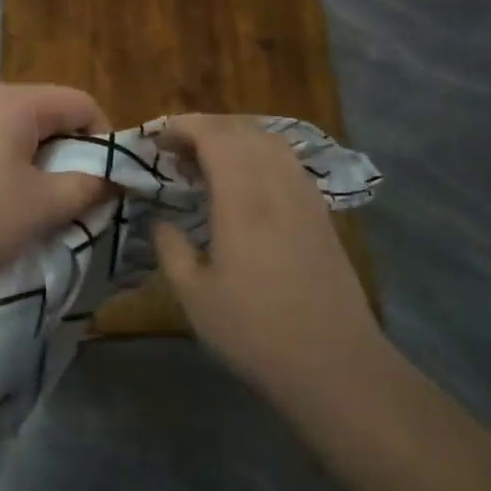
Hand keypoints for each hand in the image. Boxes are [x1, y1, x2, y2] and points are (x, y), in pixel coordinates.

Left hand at [0, 84, 111, 300]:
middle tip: (74, 198)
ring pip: (19, 135)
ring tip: (36, 207)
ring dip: (39, 166)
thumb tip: (111, 177)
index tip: (105, 181)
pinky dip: (7, 171)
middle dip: (71, 154)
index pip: (82, 102)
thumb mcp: (42, 207)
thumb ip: (86, 187)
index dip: (105, 139)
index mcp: (17, 104)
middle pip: (49, 115)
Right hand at [153, 115, 388, 416]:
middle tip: (175, 151)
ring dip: (234, 138)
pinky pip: (287, 162)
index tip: (156, 140)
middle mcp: (277, 184)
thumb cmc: (255, 331)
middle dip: (205, 127)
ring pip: (270, 141)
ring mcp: (305, 196)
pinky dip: (259, 155)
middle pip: (242, 129)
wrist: (335, 364)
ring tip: (207, 162)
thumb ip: (170, 248)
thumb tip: (160, 220)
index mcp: (243, 198)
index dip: (183, 126)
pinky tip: (245, 184)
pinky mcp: (320, 213)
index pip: (214, 135)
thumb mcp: (194, 295)